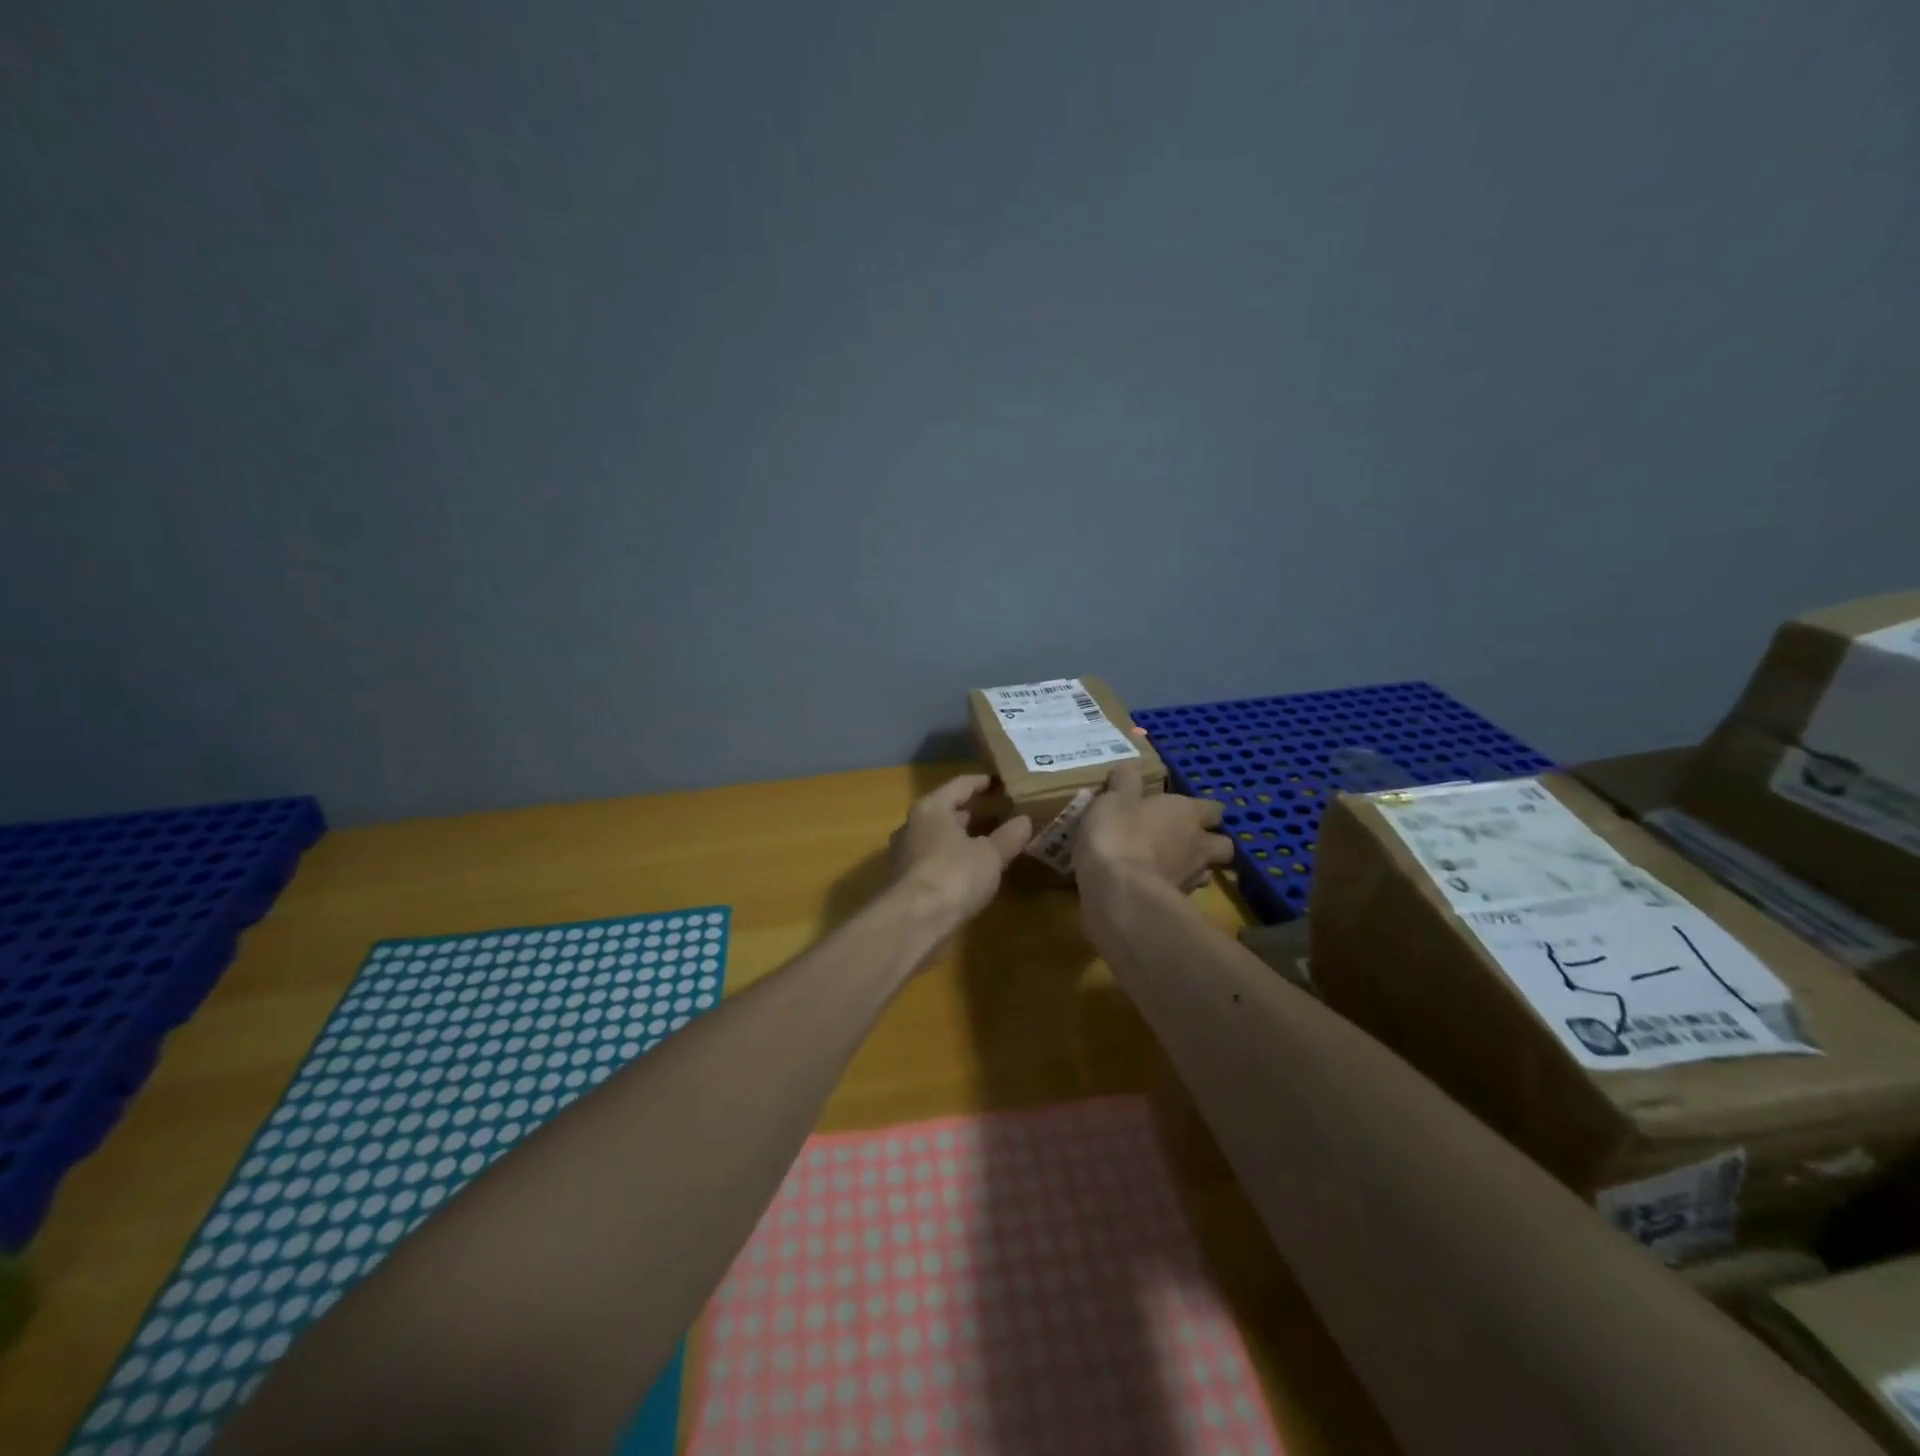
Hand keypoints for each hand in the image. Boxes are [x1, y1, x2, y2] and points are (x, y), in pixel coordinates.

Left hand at [889, 774, 1032, 923]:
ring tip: (987, 843)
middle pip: (945, 811)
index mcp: (932, 808)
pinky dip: (951, 859)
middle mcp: (912, 825)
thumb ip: (1008, 836)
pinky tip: (969, 871)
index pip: (959, 785)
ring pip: (937, 837)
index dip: (981, 783)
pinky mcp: (904, 880)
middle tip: (997, 814)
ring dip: (960, 838)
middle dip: (971, 813)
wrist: (913, 921)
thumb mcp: (990, 855)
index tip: (997, 782)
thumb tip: (1025, 820)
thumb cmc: (954, 875)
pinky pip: (933, 859)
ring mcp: (905, 853)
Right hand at [1076, 763, 1233, 893]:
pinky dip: (1169, 890)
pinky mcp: (1176, 906)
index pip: (1214, 809)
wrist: (1118, 892)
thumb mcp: (1114, 799)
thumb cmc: (1119, 834)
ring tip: (1166, 867)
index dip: (1201, 810)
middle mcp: (1198, 845)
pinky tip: (1147, 887)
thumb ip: (1125, 783)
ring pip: (1204, 873)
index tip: (1183, 811)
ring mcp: (1191, 879)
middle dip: (1208, 843)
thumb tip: (1130, 769)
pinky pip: (1180, 894)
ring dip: (1191, 869)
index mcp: (1187, 813)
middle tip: (1182, 841)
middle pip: (1222, 845)